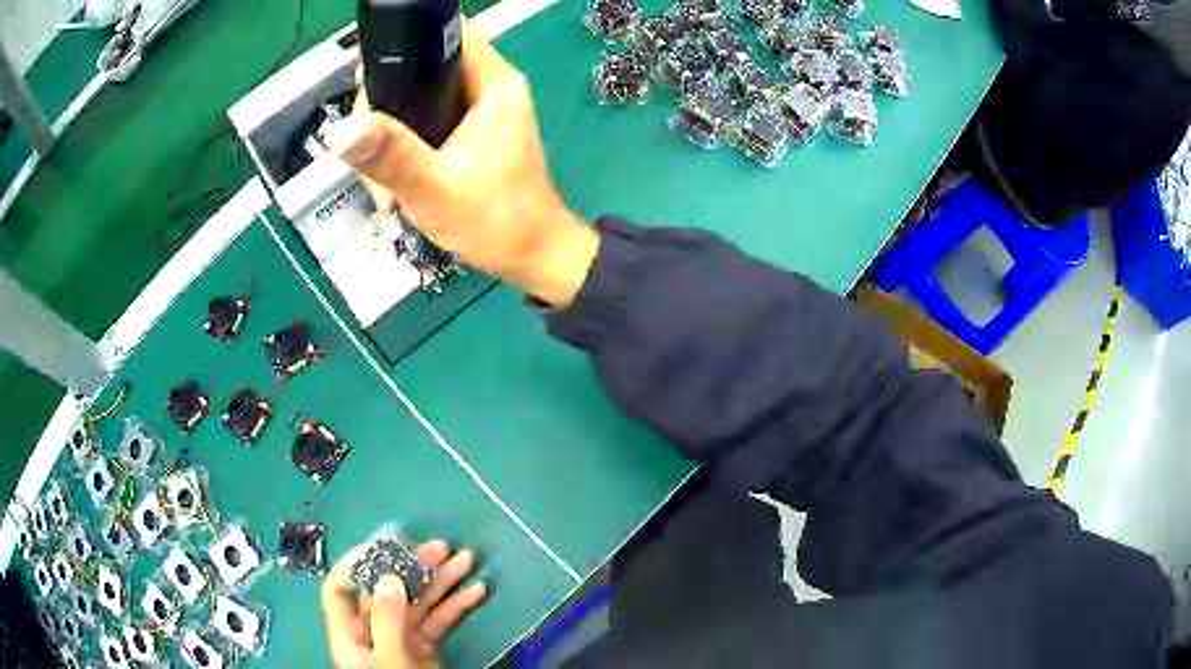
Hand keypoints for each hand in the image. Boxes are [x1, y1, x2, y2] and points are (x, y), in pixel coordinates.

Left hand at [321, 539, 487, 668]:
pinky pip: (439, 623)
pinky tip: (477, 593)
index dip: (354, 564)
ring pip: (418, 604)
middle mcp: (373, 633)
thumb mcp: (390, 660)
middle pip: (387, 592)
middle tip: (443, 548)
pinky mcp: (425, 652)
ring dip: (442, 582)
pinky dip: (457, 607)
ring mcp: (401, 642)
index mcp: (351, 635)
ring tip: (468, 561)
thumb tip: (389, 578)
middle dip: (414, 568)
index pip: (340, 591)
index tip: (384, 546)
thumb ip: (387, 622)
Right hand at [325, 24, 598, 306]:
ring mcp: (478, 112)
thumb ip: (391, 156)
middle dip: (387, 100)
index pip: (448, 35)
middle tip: (366, 143)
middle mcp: (488, 88)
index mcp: (493, 84)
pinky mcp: (469, 134)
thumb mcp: (434, 188)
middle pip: (425, 67)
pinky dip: (403, 144)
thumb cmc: (495, 221)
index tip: (371, 78)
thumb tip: (340, 129)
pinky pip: (425, 122)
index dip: (408, 45)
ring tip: (378, 173)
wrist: (529, 256)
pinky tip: (390, 176)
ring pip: (419, 98)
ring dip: (390, 130)